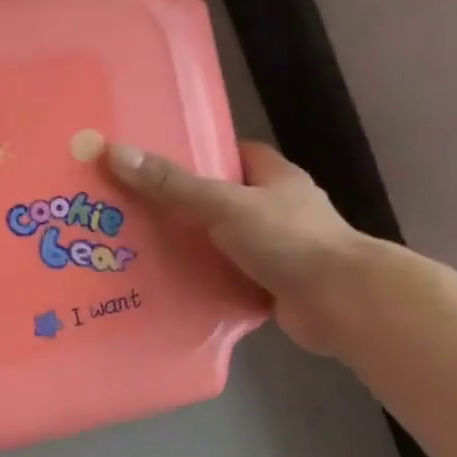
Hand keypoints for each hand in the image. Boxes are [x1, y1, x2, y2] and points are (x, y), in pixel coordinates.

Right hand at [106, 140, 370, 354]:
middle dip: (184, 205)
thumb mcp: (224, 204)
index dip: (199, 155)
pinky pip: (229, 277)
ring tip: (139, 249)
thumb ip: (172, 184)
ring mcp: (279, 250)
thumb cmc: (289, 240)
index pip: (236, 154)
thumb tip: (115, 153)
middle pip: (223, 199)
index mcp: (276, 178)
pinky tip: (169, 286)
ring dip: (191, 247)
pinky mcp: (273, 286)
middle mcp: (279, 210)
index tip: (158, 163)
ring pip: (224, 242)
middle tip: (134, 210)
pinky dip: (204, 281)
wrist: (341, 303)